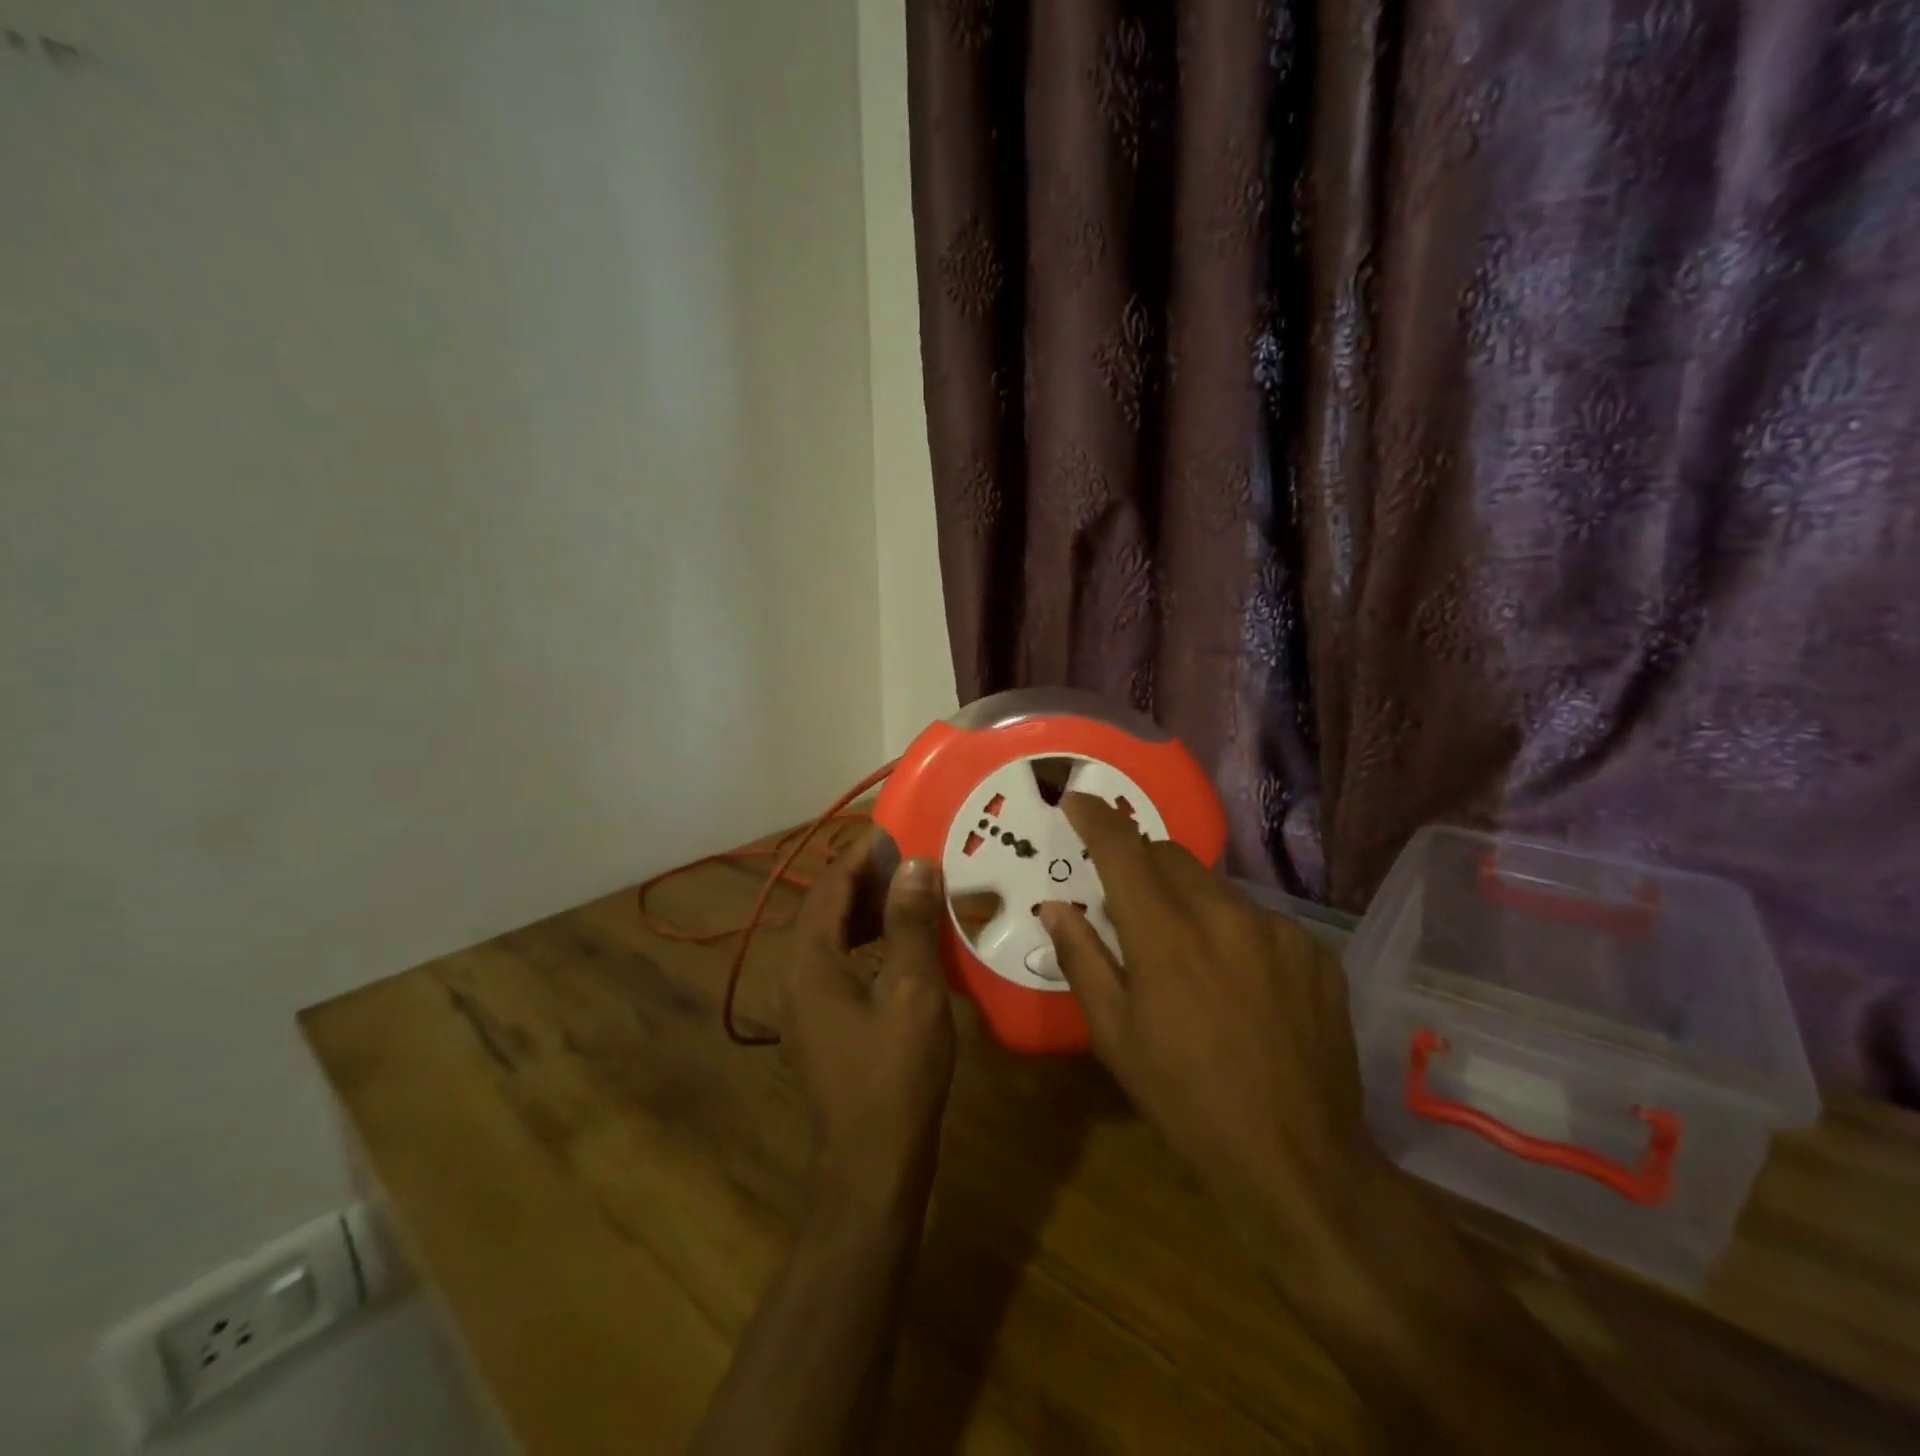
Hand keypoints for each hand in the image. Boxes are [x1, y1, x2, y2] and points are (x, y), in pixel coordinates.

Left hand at [780, 834, 956, 1220]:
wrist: (871, 1167)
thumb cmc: (895, 1075)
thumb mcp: (912, 991)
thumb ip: (910, 923)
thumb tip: (914, 864)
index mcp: (809, 960)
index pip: (829, 884)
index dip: (862, 853)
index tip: (900, 830)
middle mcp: (794, 974)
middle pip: (826, 906)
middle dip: (867, 878)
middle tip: (914, 859)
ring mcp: (802, 1002)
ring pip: (832, 935)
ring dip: (868, 909)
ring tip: (914, 894)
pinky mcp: (818, 1023)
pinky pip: (838, 963)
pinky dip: (867, 941)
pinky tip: (902, 946)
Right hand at [1039, 793, 1381, 1243]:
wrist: (1298, 1161)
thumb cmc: (1186, 1101)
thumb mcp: (1115, 1036)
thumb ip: (1082, 959)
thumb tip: (1056, 908)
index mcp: (1166, 935)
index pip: (1122, 849)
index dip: (1094, 818)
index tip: (1075, 800)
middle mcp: (1225, 915)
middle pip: (1170, 856)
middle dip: (1140, 862)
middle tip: (1126, 900)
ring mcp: (1278, 931)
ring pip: (1215, 887)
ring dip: (1188, 900)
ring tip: (1186, 954)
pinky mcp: (1315, 952)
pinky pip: (1259, 920)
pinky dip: (1234, 931)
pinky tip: (1239, 983)